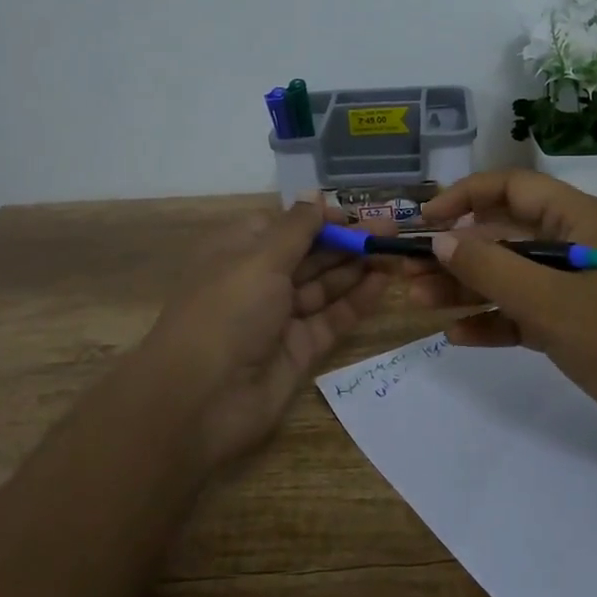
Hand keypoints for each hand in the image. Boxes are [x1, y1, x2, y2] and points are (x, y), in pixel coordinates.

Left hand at [138, 199, 390, 469]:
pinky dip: (356, 301)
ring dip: (357, 269)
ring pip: (324, 286)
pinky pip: (331, 318)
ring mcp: (279, 317)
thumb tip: (315, 194)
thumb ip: (297, 228)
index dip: (321, 220)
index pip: (285, 226)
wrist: (200, 401)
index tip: (357, 216)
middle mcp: (258, 281)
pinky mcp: (298, 350)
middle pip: (309, 255)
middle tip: (393, 234)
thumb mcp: (260, 259)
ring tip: (396, 254)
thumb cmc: (227, 312)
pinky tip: (383, 283)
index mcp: (238, 251)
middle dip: (348, 243)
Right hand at [404, 170, 596, 456]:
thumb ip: (491, 268)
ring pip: (508, 277)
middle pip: (502, 235)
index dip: (464, 197)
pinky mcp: (574, 325)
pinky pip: (522, 314)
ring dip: (465, 287)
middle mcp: (572, 245)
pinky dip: (492, 321)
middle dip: (455, 251)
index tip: (424, 220)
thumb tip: (440, 240)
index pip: (510, 188)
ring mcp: (573, 287)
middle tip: (408, 271)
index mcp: (576, 221)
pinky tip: (457, 336)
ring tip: (417, 301)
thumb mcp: (552, 302)